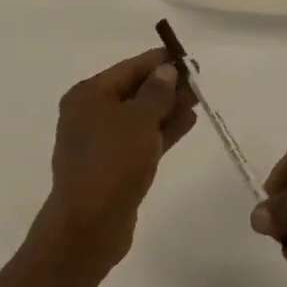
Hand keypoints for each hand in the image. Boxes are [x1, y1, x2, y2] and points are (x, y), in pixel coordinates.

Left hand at [37, 49, 196, 272]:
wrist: (88, 228)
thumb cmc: (112, 162)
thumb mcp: (139, 120)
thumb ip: (156, 92)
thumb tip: (166, 70)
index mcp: (88, 95)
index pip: (129, 68)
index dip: (159, 62)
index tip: (188, 58)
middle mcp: (90, 114)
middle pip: (134, 91)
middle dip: (166, 86)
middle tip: (198, 81)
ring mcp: (101, 142)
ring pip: (140, 116)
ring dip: (167, 108)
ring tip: (198, 99)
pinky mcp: (113, 166)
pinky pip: (141, 139)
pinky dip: (163, 130)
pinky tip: (188, 122)